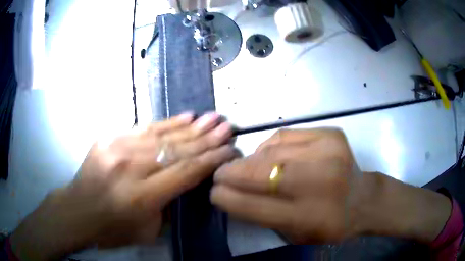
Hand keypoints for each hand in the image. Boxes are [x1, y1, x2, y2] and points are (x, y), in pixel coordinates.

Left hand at [11, 113, 236, 260]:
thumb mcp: (147, 231)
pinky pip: (144, 128)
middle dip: (207, 139)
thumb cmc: (113, 228)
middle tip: (227, 127)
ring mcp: (118, 148)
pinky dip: (167, 123)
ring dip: (192, 127)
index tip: (230, 150)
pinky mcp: (110, 138)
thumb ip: (169, 206)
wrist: (78, 210)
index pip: (185, 172)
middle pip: (177, 150)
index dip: (211, 160)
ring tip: (213, 118)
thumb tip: (187, 182)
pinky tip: (185, 116)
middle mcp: (131, 168)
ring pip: (163, 135)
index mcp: (142, 196)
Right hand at [211, 129, 451, 243]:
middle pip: (260, 174)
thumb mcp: (296, 235)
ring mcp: (327, 154)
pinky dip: (269, 147)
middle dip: (231, 173)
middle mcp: (318, 184)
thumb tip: (233, 193)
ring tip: (244, 166)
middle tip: (219, 173)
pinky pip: (285, 136)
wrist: (364, 199)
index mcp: (308, 216)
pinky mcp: (331, 135)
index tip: (214, 193)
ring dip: (249, 160)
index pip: (254, 206)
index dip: (227, 198)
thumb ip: (263, 217)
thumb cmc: (330, 224)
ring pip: (270, 152)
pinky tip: (269, 155)